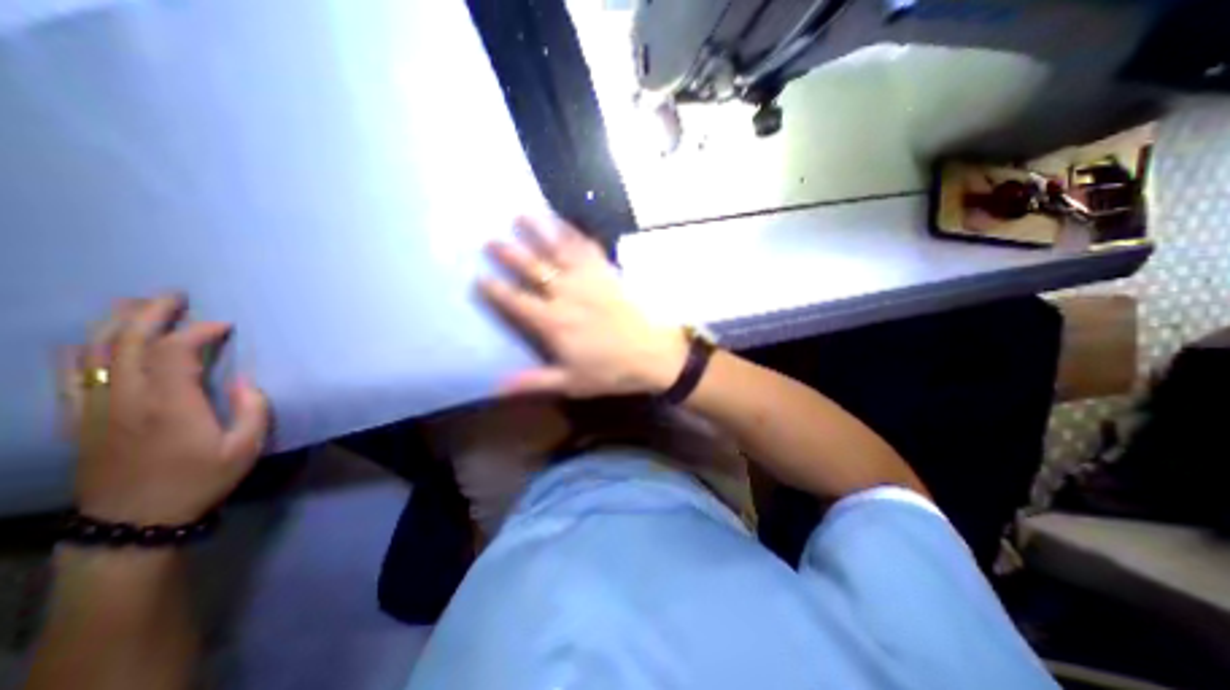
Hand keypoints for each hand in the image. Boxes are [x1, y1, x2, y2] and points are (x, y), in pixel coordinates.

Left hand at [59, 294, 269, 523]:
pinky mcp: (77, 419)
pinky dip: (78, 351)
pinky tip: (91, 340)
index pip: (172, 353)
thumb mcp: (245, 448)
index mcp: (170, 406)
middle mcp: (125, 400)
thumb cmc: (200, 480)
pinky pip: (68, 376)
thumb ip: (253, 410)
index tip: (223, 325)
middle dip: (149, 314)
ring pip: (93, 354)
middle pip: (125, 344)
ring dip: (113, 324)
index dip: (196, 331)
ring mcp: (94, 408)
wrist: (135, 520)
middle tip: (172, 295)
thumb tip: (245, 379)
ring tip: (136, 305)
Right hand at [478, 215, 686, 397]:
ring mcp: (588, 279)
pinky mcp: (607, 272)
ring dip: (539, 231)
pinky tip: (564, 222)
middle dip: (509, 254)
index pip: (516, 302)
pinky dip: (573, 232)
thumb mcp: (570, 382)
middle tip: (491, 240)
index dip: (495, 290)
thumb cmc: (611, 371)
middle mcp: (566, 295)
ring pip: (558, 250)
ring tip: (522, 215)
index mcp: (553, 323)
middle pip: (532, 269)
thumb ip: (533, 381)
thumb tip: (495, 386)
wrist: (653, 354)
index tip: (479, 277)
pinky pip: (587, 247)